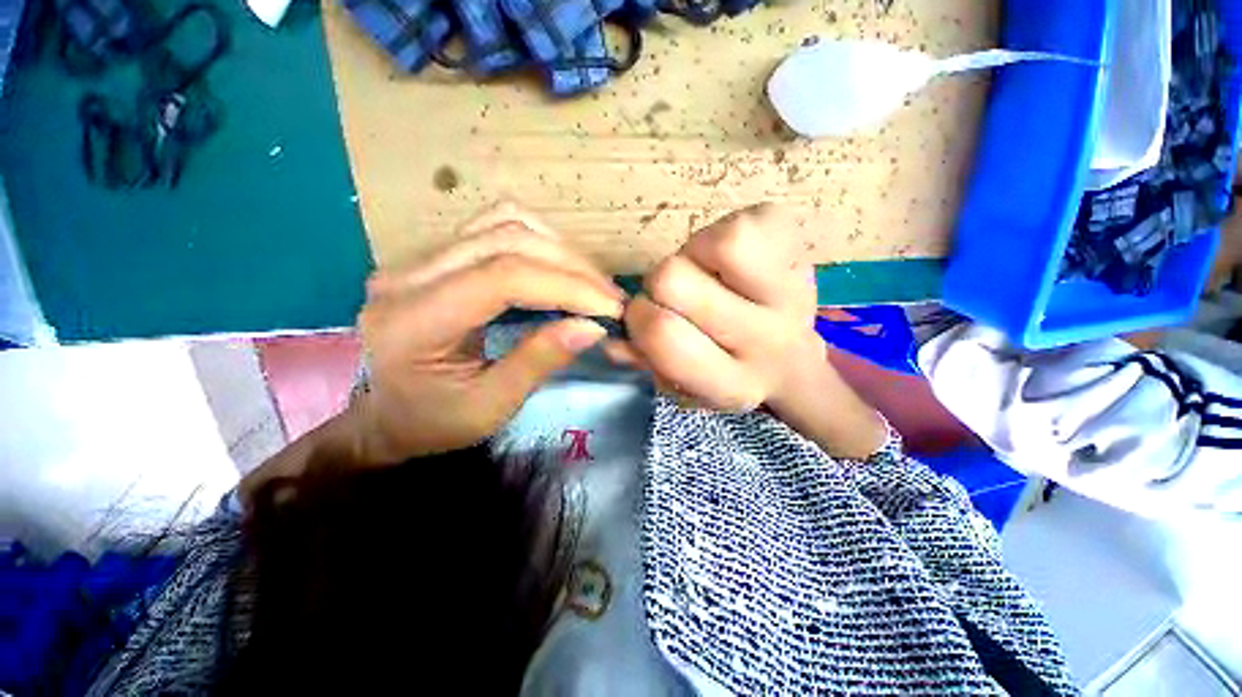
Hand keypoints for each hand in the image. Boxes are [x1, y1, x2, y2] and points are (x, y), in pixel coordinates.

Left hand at [353, 203, 624, 462]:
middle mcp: (408, 274)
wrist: (386, 415)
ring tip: (591, 283)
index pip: (502, 277)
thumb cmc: (433, 423)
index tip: (609, 308)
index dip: (566, 286)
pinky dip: (538, 240)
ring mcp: (419, 257)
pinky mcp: (436, 254)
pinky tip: (559, 267)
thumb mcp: (491, 407)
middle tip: (610, 298)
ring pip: (504, 223)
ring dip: (559, 250)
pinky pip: (495, 226)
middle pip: (507, 240)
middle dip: (572, 267)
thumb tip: (593, 327)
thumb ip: (540, 361)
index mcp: (413, 321)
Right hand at [612, 204, 885, 457]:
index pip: (664, 334)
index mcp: (732, 382)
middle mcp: (766, 341)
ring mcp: (792, 292)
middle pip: (673, 279)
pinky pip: (745, 222)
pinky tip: (733, 262)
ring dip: (694, 256)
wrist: (792, 359)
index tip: (648, 316)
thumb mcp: (681, 385)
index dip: (639, 318)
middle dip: (660, 285)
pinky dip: (725, 236)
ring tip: (707, 275)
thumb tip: (612, 339)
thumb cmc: (722, 370)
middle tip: (678, 296)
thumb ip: (644, 362)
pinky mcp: (801, 250)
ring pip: (715, 243)